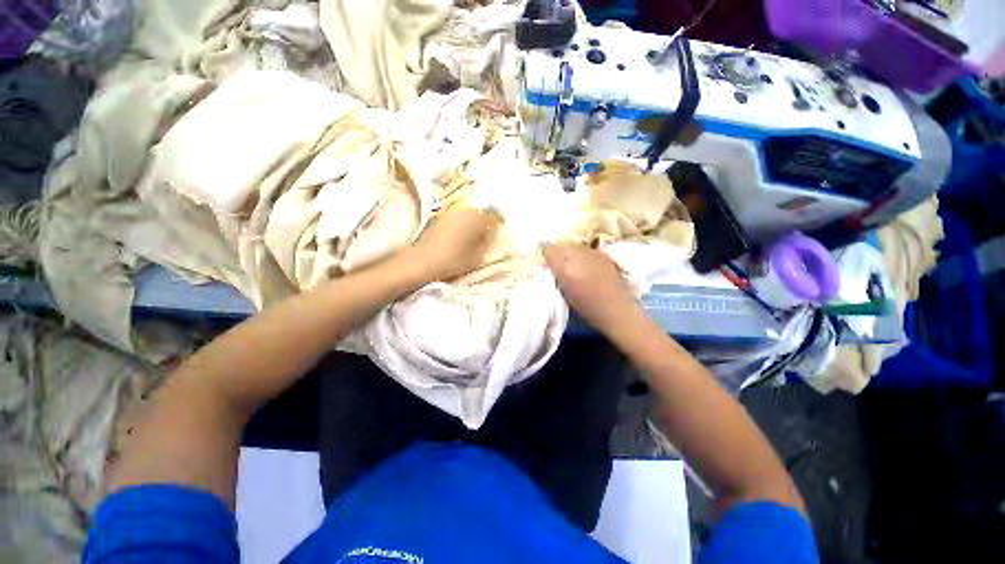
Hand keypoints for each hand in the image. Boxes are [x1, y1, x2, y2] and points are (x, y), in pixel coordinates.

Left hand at [410, 207, 500, 281]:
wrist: (423, 260)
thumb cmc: (454, 260)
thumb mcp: (477, 255)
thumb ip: (487, 242)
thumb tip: (491, 233)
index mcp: (476, 218)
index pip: (493, 216)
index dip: (497, 224)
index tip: (495, 233)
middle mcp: (464, 211)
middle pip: (479, 214)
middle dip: (482, 224)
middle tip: (483, 238)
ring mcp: (449, 213)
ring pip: (466, 216)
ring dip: (470, 225)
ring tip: (469, 240)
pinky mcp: (438, 218)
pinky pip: (455, 219)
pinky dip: (459, 226)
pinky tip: (456, 238)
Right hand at [542, 242, 642, 334]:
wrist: (617, 309)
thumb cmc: (587, 308)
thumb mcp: (564, 293)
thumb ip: (556, 275)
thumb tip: (549, 264)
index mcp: (565, 268)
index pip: (549, 250)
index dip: (546, 254)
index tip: (545, 261)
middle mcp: (578, 256)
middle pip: (561, 244)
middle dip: (557, 251)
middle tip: (556, 262)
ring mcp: (592, 253)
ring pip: (573, 245)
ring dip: (569, 251)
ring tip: (570, 262)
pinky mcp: (602, 254)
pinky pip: (585, 248)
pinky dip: (580, 253)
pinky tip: (583, 263)